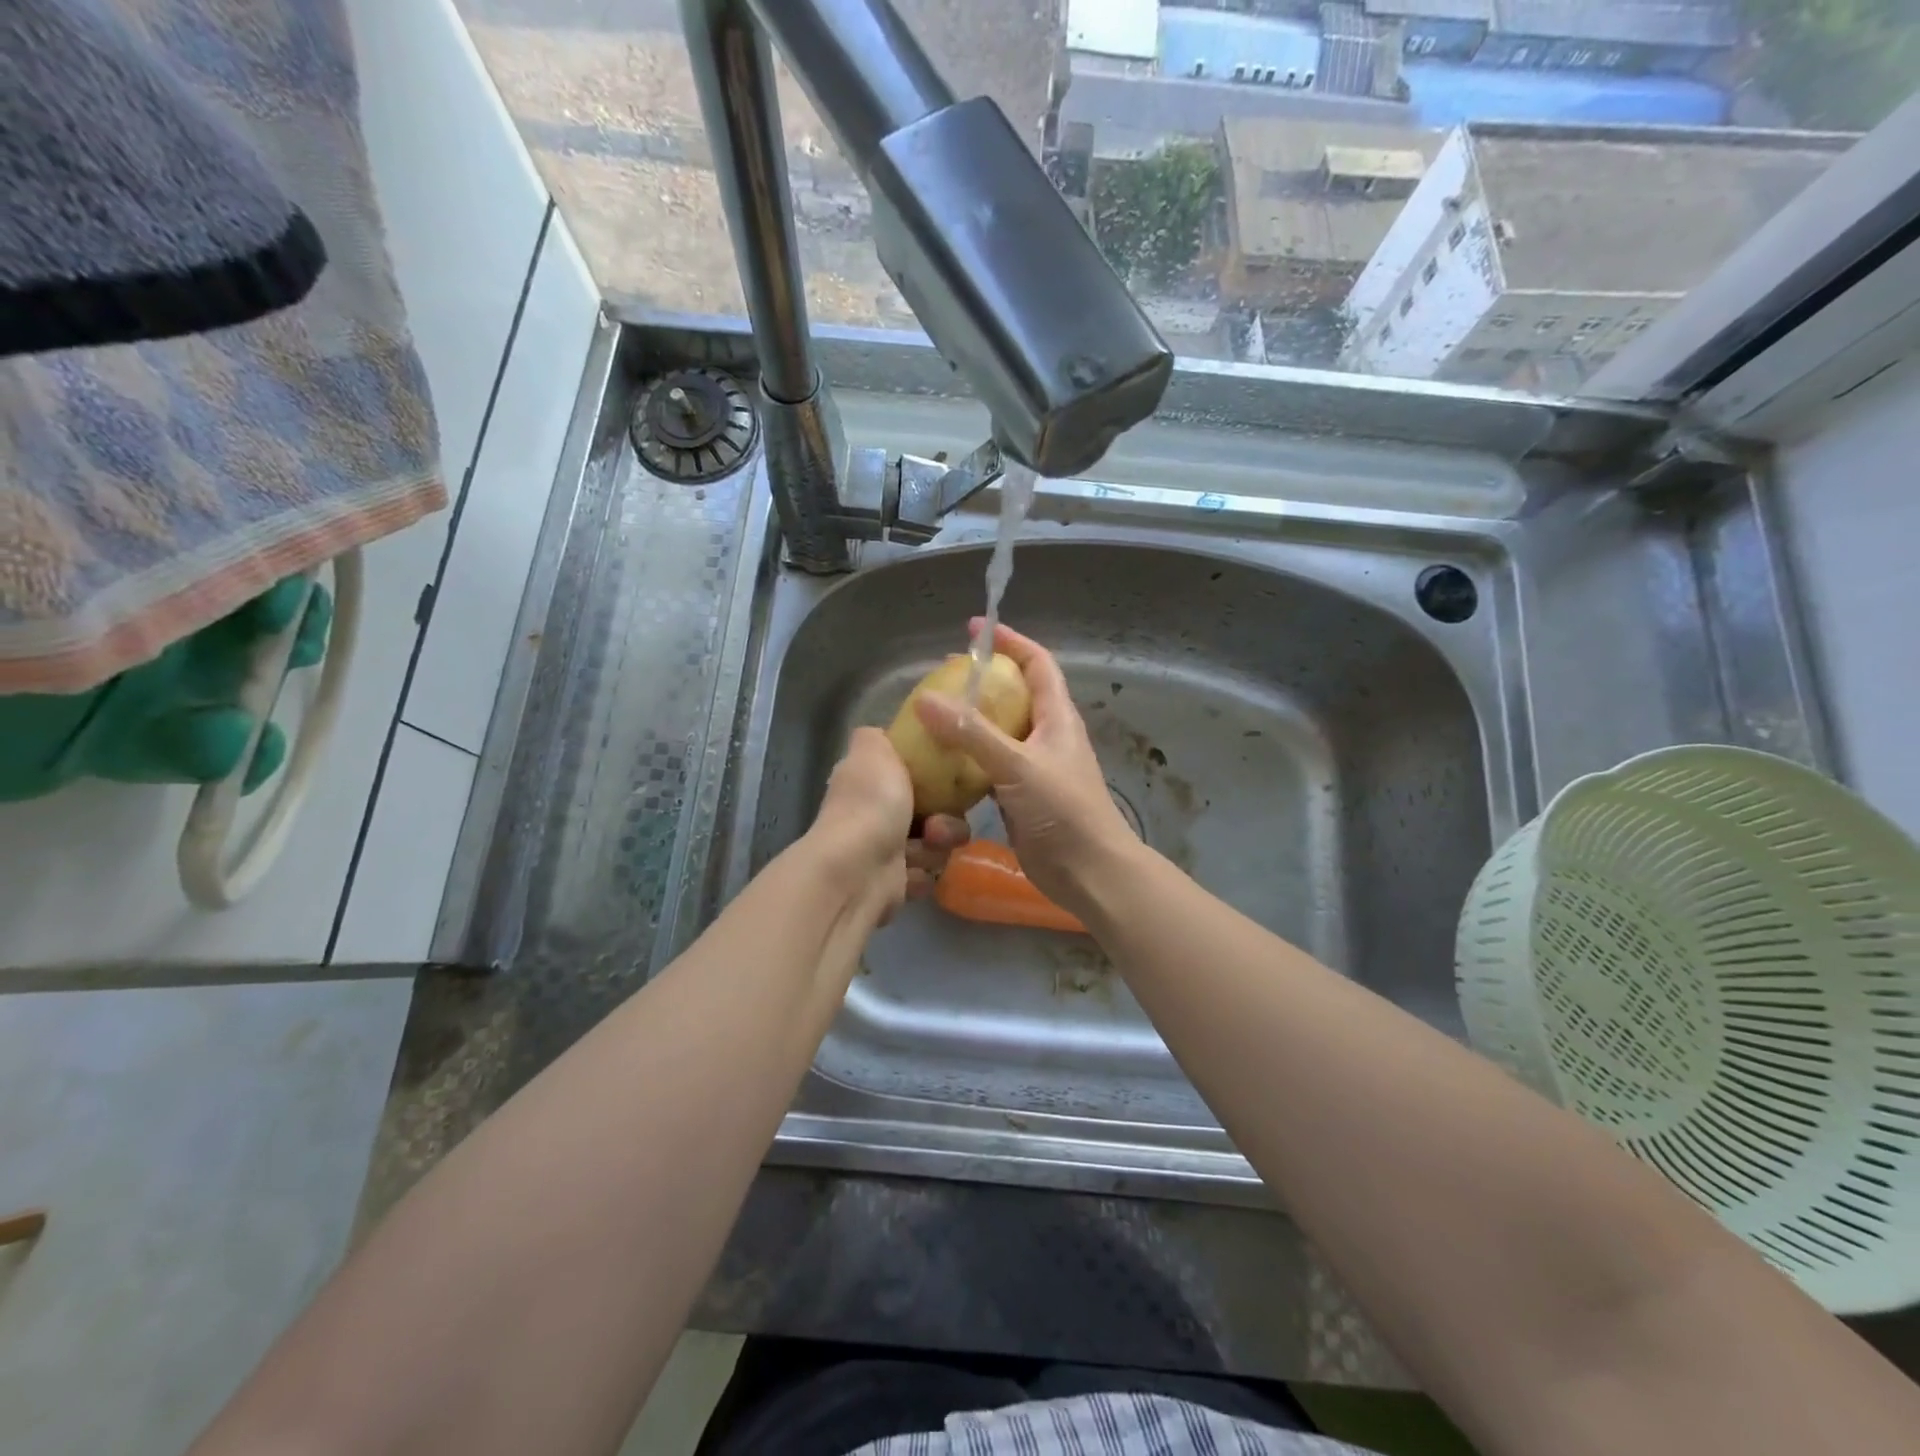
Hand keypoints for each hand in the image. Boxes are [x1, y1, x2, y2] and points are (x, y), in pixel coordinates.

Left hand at [809, 727, 969, 919]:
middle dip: (945, 817)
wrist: (859, 870)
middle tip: (938, 823)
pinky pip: (928, 873)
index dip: (934, 775)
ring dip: (938, 845)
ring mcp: (884, 850)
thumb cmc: (871, 803)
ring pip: (936, 842)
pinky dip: (925, 873)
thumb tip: (883, 735)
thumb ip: (879, 737)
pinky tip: (914, 871)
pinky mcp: (894, 883)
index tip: (950, 778)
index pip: (911, 773)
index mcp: (869, 781)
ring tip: (927, 846)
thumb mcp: (875, 750)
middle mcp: (874, 814)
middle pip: (932, 809)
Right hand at [912, 621, 1135, 916]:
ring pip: (1000, 732)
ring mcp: (1034, 768)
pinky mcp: (1021, 797)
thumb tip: (925, 699)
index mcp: (1057, 717)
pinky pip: (990, 766)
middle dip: (982, 680)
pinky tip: (941, 763)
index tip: (975, 629)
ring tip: (934, 715)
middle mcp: (1047, 736)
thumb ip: (971, 733)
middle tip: (942, 675)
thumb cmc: (1063, 811)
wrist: (1089, 872)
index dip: (1010, 642)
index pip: (1037, 663)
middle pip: (1015, 694)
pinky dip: (968, 759)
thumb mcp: (1017, 765)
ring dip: (971, 721)